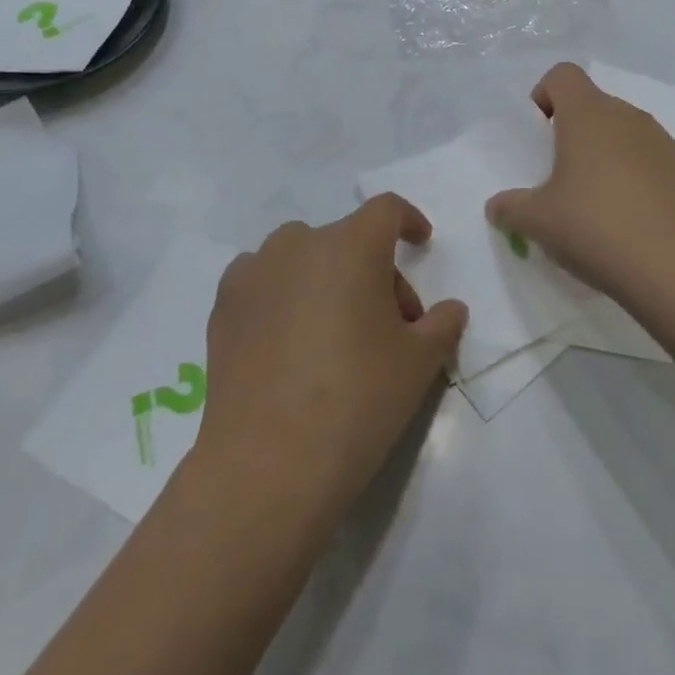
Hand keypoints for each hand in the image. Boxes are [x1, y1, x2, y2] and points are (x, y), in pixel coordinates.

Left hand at [196, 195, 466, 528]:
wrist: (267, 464)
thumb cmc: (357, 399)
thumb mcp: (418, 363)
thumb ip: (442, 325)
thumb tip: (451, 310)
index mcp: (352, 245)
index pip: (386, 210)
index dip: (409, 221)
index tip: (421, 243)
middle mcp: (299, 244)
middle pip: (348, 240)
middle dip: (374, 271)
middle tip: (389, 326)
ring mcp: (255, 272)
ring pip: (302, 258)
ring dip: (326, 279)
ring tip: (334, 333)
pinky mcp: (223, 307)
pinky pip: (264, 281)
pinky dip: (284, 295)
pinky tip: (289, 342)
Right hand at [486, 63, 674, 317]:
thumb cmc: (597, 227)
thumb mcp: (539, 222)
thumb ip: (511, 208)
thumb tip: (497, 206)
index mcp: (588, 114)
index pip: (563, 75)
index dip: (544, 95)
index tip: (538, 135)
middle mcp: (626, 116)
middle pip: (593, 104)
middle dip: (571, 132)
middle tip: (558, 178)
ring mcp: (661, 142)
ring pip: (622, 132)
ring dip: (603, 155)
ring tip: (594, 204)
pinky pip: (647, 159)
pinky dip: (632, 177)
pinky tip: (627, 221)